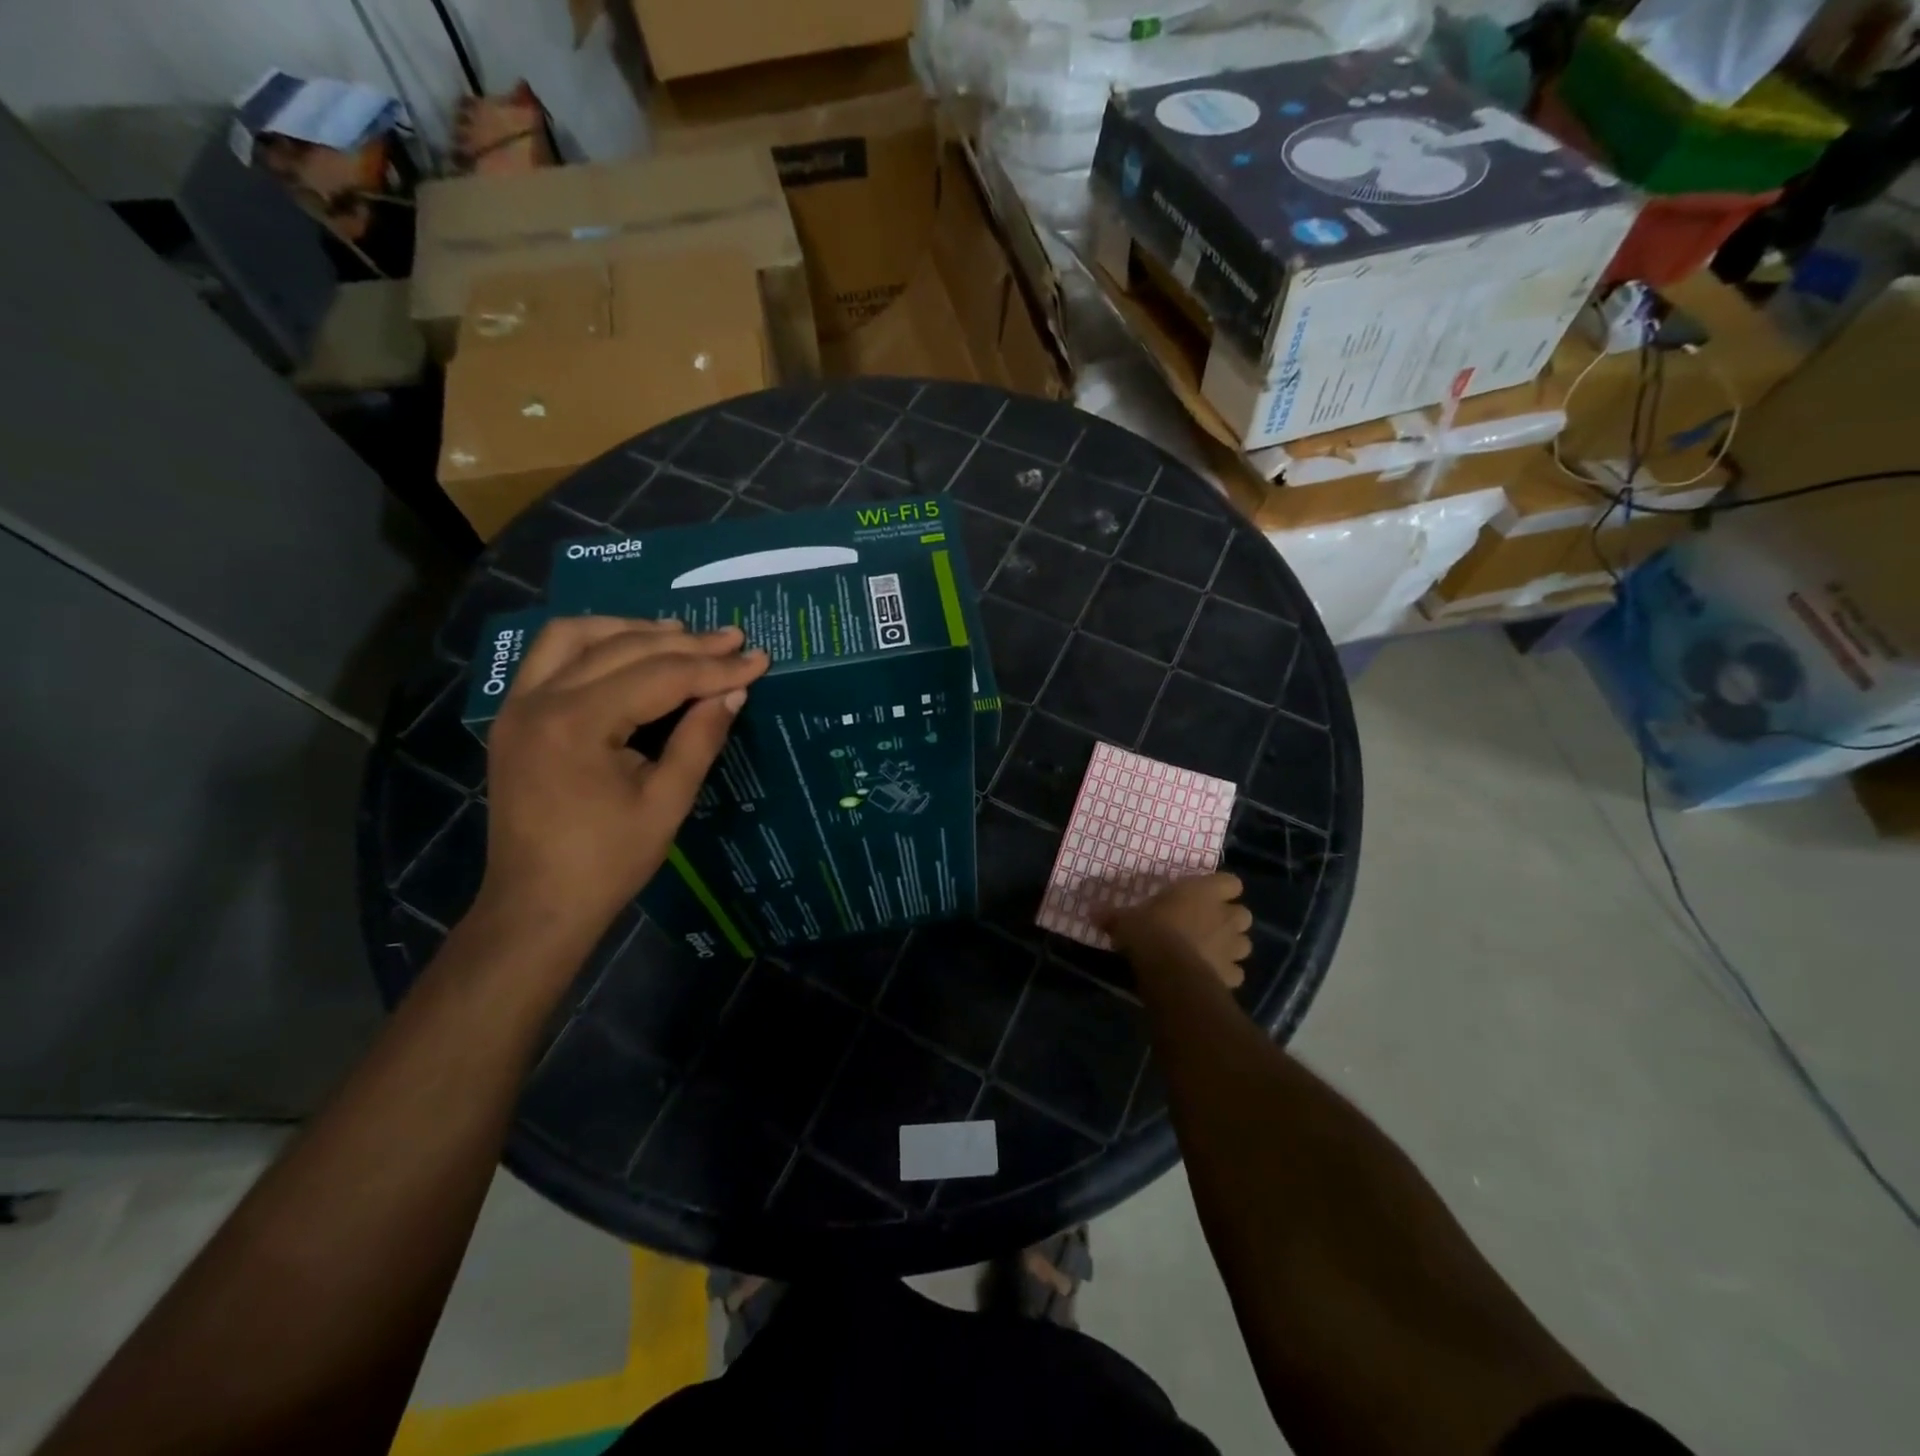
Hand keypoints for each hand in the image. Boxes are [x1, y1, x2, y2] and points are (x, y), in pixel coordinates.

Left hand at [477, 616, 768, 939]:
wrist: (536, 905)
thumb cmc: (607, 862)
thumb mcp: (667, 802)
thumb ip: (700, 739)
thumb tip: (734, 691)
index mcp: (578, 724)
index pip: (660, 676)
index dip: (715, 667)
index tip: (759, 658)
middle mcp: (541, 700)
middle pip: (623, 648)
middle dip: (686, 643)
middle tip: (734, 639)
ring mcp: (519, 705)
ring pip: (576, 636)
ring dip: (632, 629)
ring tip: (682, 634)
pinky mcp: (514, 717)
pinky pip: (551, 656)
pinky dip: (594, 642)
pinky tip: (628, 648)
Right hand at [1102, 874, 1252, 988]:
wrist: (1167, 969)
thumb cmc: (1150, 930)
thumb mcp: (1125, 919)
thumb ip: (1114, 915)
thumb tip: (1093, 912)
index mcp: (1204, 892)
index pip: (1231, 882)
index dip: (1221, 889)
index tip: (1205, 896)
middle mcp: (1225, 917)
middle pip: (1243, 915)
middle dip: (1229, 920)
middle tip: (1207, 925)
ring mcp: (1232, 948)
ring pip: (1244, 945)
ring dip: (1230, 948)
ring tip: (1210, 952)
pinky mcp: (1231, 976)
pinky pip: (1235, 974)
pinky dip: (1225, 975)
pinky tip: (1208, 977)